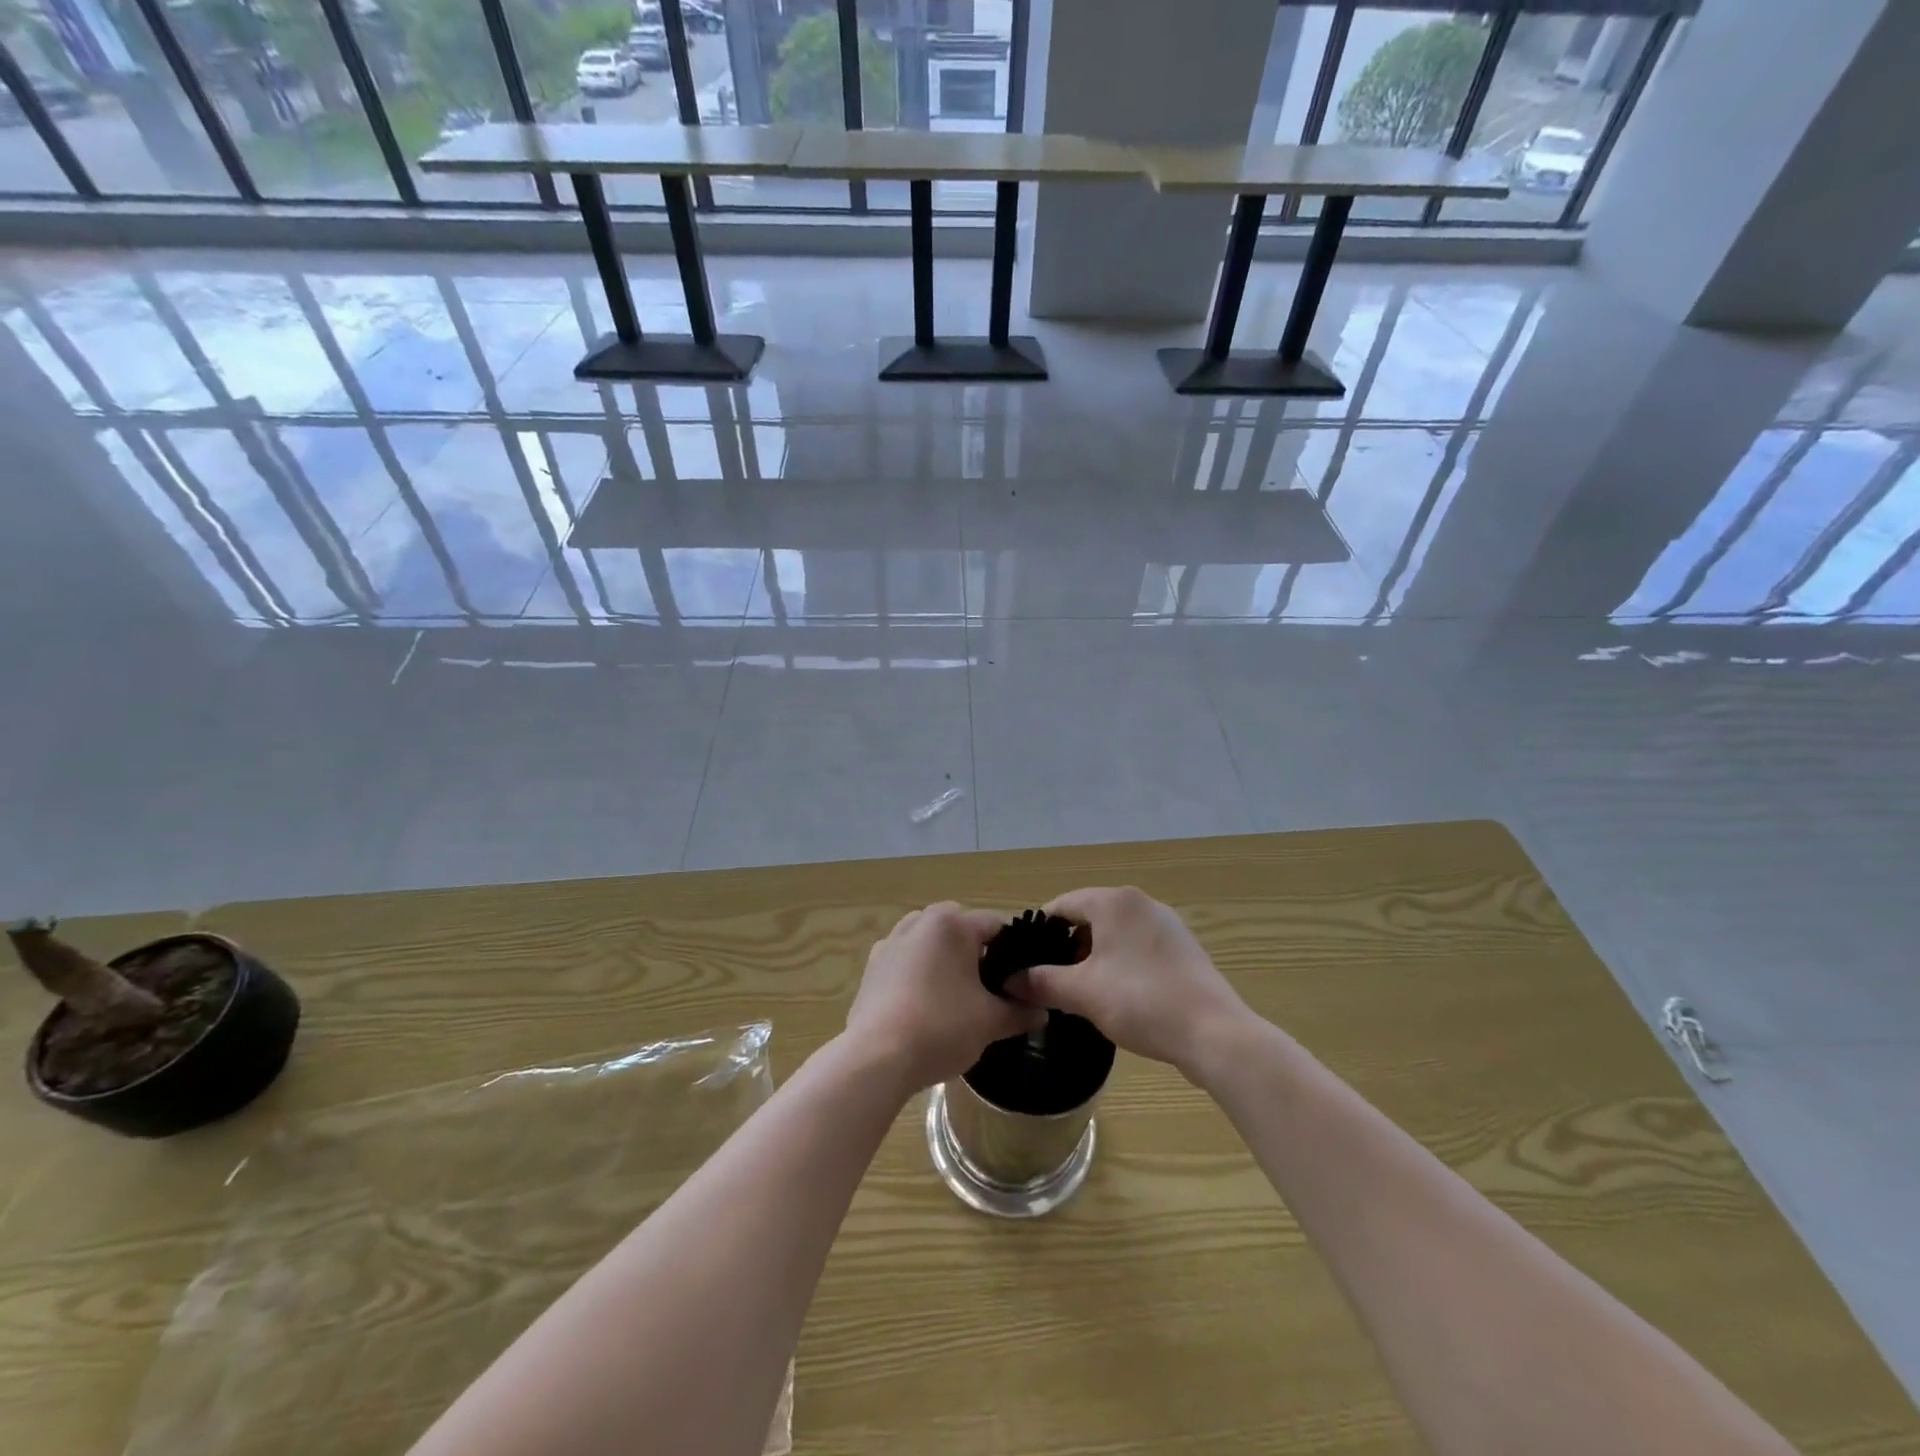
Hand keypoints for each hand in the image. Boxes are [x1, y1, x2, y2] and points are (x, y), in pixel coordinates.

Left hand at [846, 903, 1046, 1095]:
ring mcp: (891, 942)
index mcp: (952, 925)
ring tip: (957, 994)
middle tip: (992, 987)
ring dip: (944, 957)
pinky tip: (924, 1004)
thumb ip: (1020, 1012)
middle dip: (977, 950)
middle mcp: (920, 922)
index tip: (1025, 976)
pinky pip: (905, 958)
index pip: (996, 925)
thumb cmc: (940, 1028)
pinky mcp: (872, 966)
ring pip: (929, 940)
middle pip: (960, 927)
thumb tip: (1042, 1011)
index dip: (1016, 950)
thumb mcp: (990, 1022)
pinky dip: (918, 971)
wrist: (875, 1058)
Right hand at [1010, 887, 1250, 1079]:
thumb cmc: (1141, 1002)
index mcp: (1114, 902)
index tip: (1024, 959)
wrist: (1214, 1033)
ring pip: (1115, 932)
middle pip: (1089, 915)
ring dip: (1093, 955)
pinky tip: (1118, 993)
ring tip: (1080, 989)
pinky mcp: (1183, 947)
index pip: (1062, 905)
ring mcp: (1166, 923)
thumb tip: (1010, 979)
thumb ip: (1042, 981)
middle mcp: (1140, 902)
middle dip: (1067, 945)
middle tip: (1050, 978)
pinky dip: (1120, 961)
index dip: (1039, 931)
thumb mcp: (1082, 993)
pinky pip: (1138, 945)